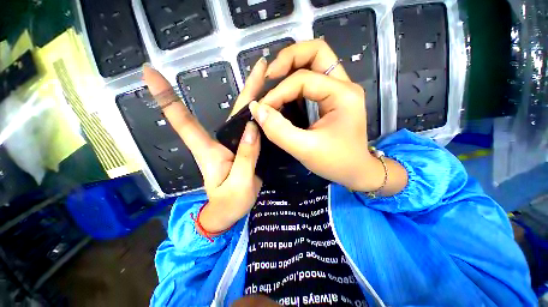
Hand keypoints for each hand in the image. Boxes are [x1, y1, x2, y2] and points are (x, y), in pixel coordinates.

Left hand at [143, 58, 267, 233]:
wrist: (229, 213)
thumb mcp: (238, 185)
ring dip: (257, 98)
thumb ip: (246, 158)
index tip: (149, 71)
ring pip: (245, 117)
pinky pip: (253, 129)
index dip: (166, 97)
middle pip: (231, 109)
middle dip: (246, 86)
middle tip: (262, 65)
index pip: (183, 121)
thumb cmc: (227, 204)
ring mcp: (234, 144)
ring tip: (271, 80)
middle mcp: (220, 141)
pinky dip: (261, 116)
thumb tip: (253, 128)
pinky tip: (272, 107)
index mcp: (208, 150)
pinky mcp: (245, 149)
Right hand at [250, 39, 406, 194]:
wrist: (356, 171)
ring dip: (292, 65)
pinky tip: (284, 92)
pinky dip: (295, 80)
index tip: (262, 109)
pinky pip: (313, 78)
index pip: (303, 79)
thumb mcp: (305, 149)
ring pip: (315, 61)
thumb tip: (257, 110)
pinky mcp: (333, 98)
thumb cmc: (336, 162)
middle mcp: (343, 85)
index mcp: (342, 94)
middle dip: (289, 58)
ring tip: (273, 79)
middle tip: (270, 75)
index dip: (278, 92)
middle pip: (317, 51)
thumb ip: (279, 130)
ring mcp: (339, 90)